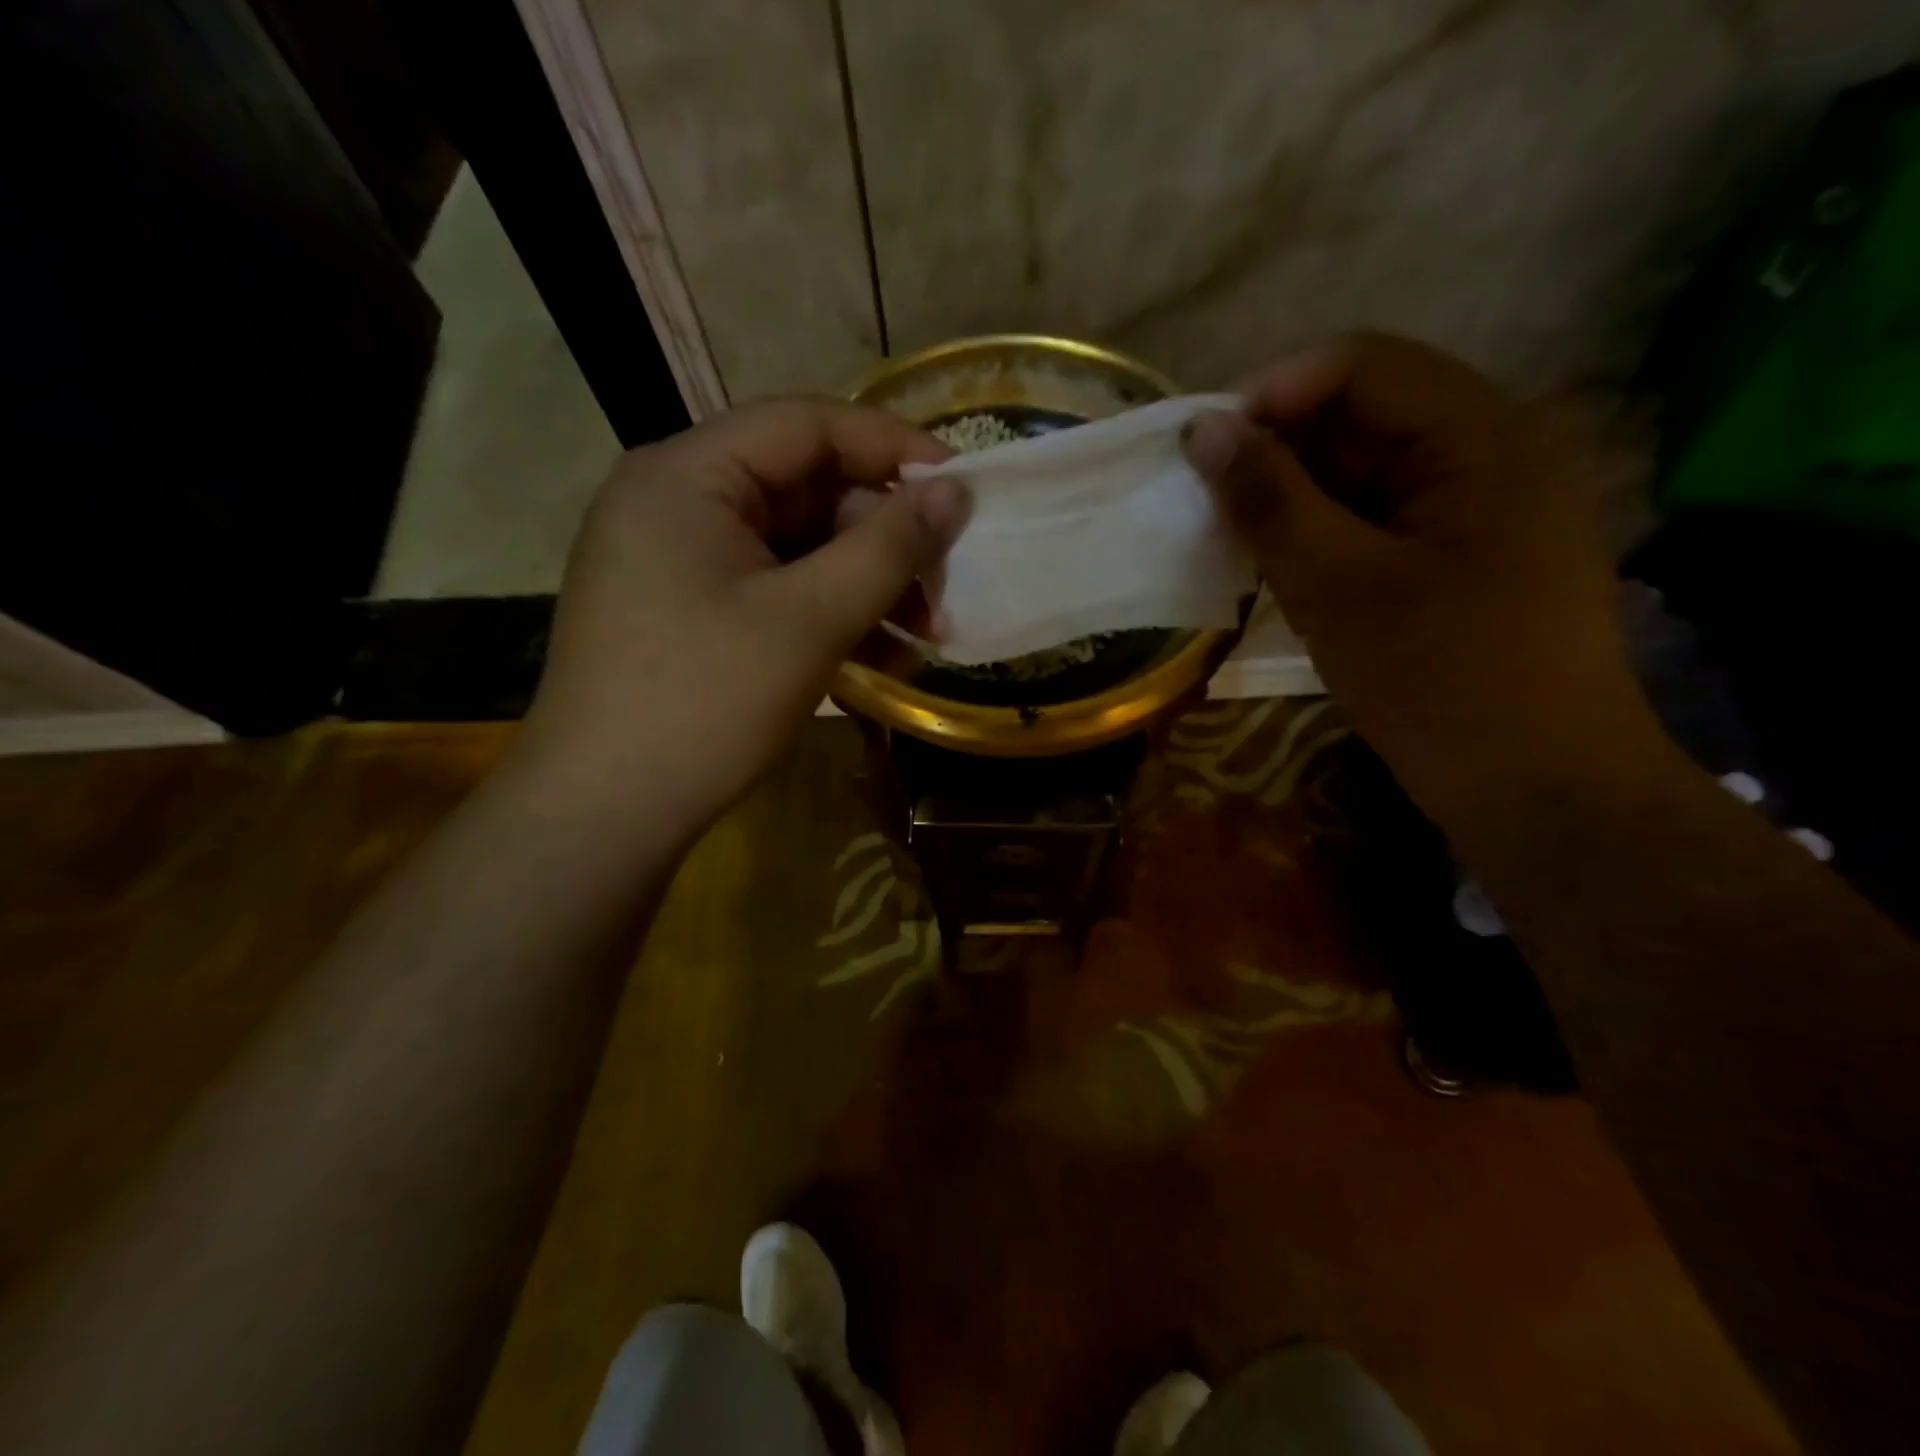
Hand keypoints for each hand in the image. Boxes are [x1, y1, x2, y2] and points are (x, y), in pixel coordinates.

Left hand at [511, 398, 967, 837]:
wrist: (606, 813)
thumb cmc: (705, 703)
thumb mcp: (810, 619)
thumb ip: (888, 547)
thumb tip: (955, 491)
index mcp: (686, 476)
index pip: (805, 425)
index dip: (891, 447)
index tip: (960, 486)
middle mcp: (676, 503)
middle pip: (805, 490)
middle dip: (884, 538)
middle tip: (945, 586)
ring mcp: (679, 562)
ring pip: (796, 548)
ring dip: (867, 584)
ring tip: (928, 634)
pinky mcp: (690, 613)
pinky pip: (774, 591)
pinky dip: (829, 615)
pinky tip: (883, 657)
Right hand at [1182, 334, 1641, 813]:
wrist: (1539, 793)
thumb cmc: (1440, 684)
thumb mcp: (1337, 588)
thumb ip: (1269, 501)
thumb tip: (1203, 429)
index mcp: (1484, 436)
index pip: (1362, 365)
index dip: (1272, 395)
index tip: (1203, 454)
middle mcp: (1494, 452)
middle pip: (1366, 413)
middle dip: (1279, 452)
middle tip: (1211, 508)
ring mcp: (1484, 507)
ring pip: (1368, 470)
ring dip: (1297, 498)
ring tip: (1237, 544)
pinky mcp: (1467, 554)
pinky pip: (1383, 517)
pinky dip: (1326, 534)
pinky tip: (1285, 571)